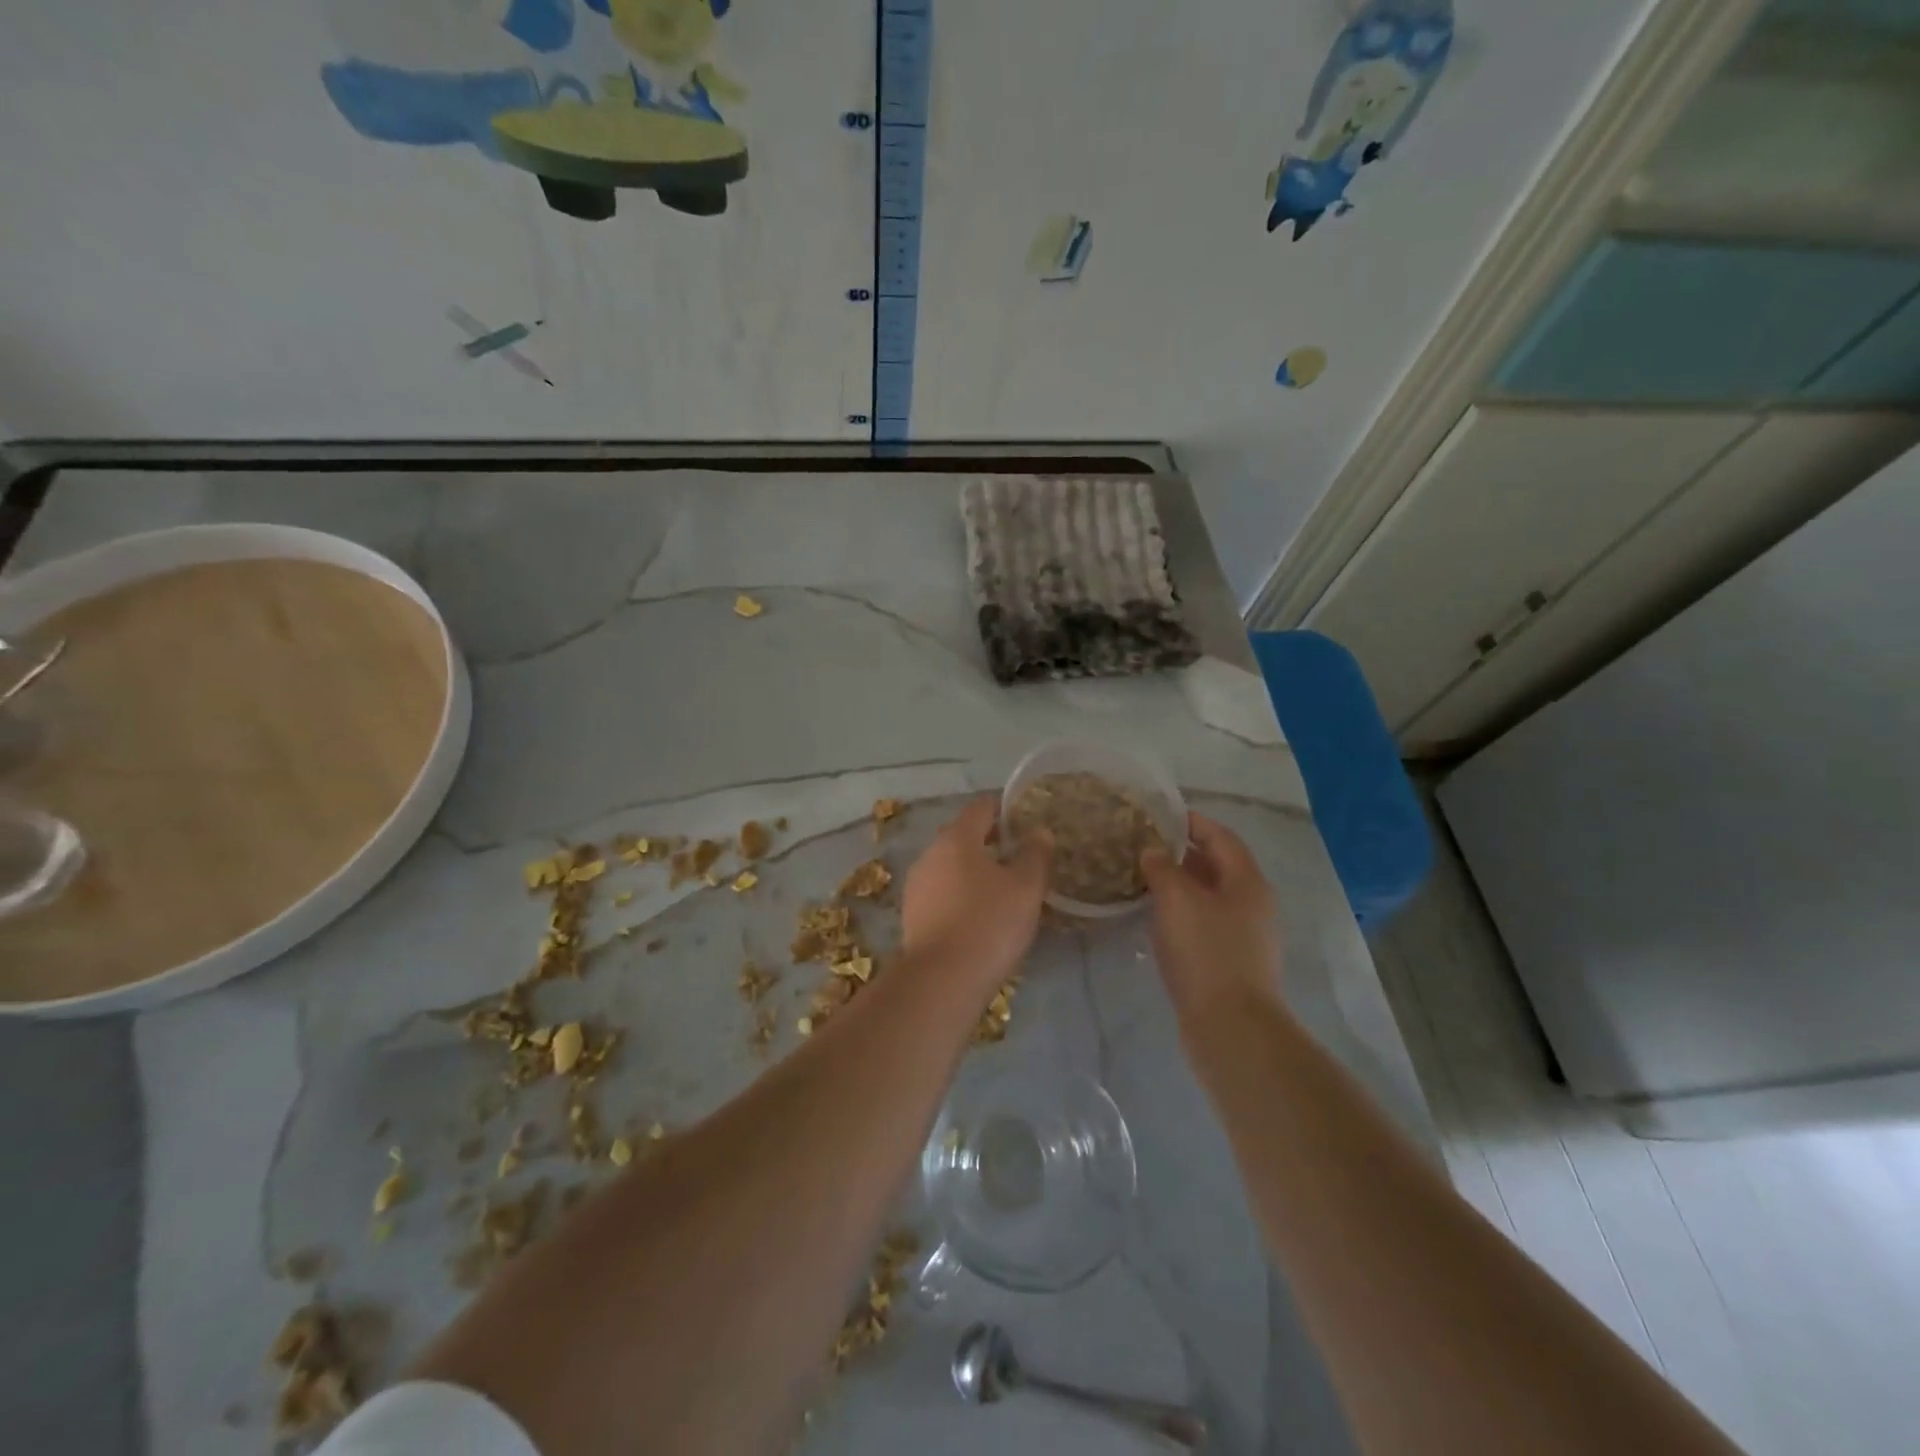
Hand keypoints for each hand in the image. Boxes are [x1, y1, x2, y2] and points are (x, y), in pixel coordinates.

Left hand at [901, 796, 1051, 991]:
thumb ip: (1036, 855)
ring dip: (972, 870)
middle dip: (988, 841)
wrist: (942, 980)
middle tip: (1017, 855)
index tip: (1023, 818)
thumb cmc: (989, 923)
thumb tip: (1040, 832)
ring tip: (1001, 889)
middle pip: (961, 836)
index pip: (980, 807)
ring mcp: (916, 886)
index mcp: (956, 838)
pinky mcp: (912, 915)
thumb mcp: (1026, 889)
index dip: (1003, 808)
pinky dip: (959, 894)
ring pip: (949, 866)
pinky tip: (978, 915)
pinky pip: (941, 893)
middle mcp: (930, 854)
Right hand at [1141, 812, 1282, 1022]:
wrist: (1230, 1026)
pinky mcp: (1230, 963)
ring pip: (1209, 897)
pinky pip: (1204, 924)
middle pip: (1217, 866)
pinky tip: (1156, 918)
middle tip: (1144, 844)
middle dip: (1182, 853)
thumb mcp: (1177, 899)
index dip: (1193, 822)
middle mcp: (1252, 904)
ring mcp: (1244, 936)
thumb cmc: (1206, 951)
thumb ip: (1162, 868)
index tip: (1162, 814)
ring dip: (1180, 885)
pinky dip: (1181, 913)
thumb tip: (1152, 852)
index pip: (1221, 837)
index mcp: (1247, 882)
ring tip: (1143, 877)